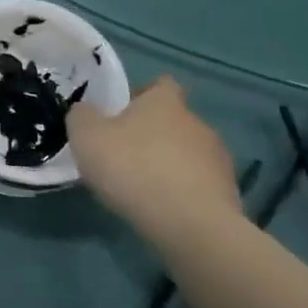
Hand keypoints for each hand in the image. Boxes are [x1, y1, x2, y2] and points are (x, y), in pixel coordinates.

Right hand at [67, 76, 244, 244]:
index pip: (159, 84)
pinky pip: (197, 183)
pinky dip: (181, 191)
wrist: (190, 224)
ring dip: (167, 164)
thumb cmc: (133, 168)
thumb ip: (81, 116)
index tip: (120, 113)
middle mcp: (196, 121)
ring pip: (186, 152)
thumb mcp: (86, 137)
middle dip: (150, 134)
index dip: (140, 94)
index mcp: (164, 102)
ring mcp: (216, 157)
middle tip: (122, 155)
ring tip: (142, 188)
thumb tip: (84, 111)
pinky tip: (162, 209)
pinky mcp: (226, 191)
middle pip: (172, 120)